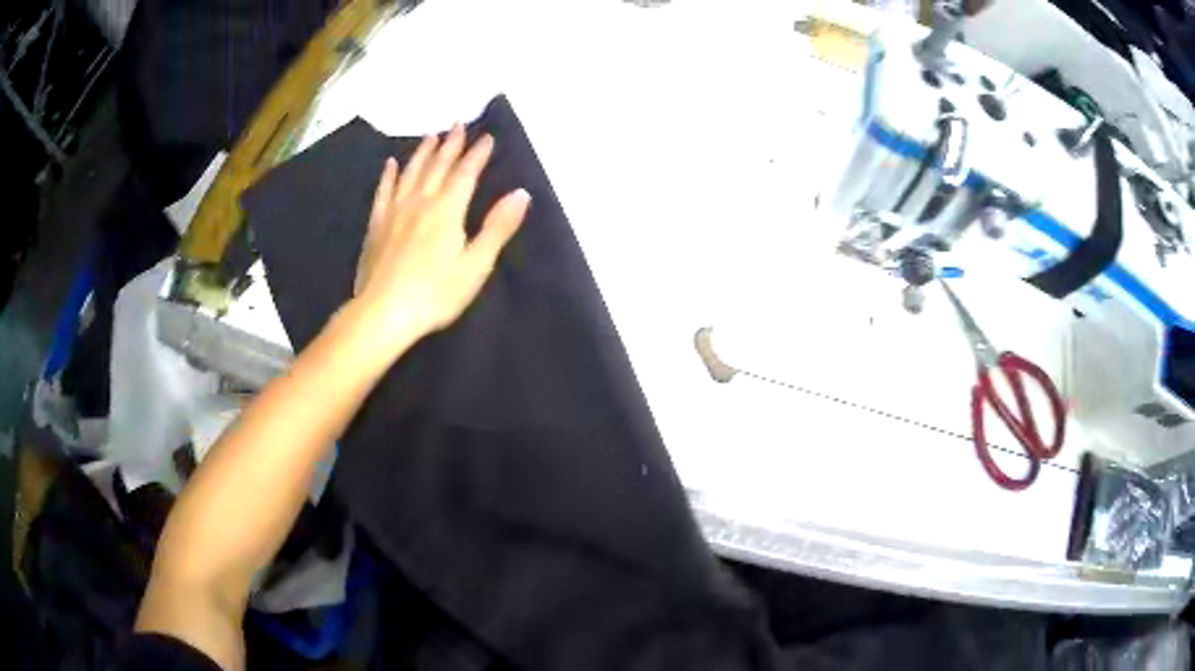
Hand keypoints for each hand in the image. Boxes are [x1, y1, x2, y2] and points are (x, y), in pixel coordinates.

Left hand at [351, 124, 530, 359]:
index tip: (487, 137)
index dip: (477, 154)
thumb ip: (497, 227)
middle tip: (458, 123)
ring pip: (410, 173)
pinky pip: (383, 192)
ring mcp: (395, 212)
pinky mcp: (376, 226)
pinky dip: (388, 176)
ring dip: (422, 152)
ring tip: (431, 135)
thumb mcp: (475, 265)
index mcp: (447, 210)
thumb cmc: (435, 294)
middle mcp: (420, 202)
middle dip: (451, 144)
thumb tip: (521, 194)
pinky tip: (390, 164)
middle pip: (438, 166)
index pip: (466, 174)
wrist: (383, 313)